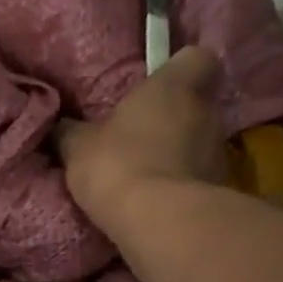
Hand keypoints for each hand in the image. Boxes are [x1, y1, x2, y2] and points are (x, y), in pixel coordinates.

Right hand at [57, 46, 228, 232]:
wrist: (158, 222)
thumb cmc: (118, 164)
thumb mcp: (79, 146)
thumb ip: (73, 131)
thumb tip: (62, 127)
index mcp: (173, 88)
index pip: (197, 59)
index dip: (180, 68)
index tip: (160, 83)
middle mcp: (206, 114)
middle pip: (196, 106)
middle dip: (172, 119)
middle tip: (140, 135)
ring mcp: (219, 155)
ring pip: (199, 145)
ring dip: (177, 155)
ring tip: (146, 175)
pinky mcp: (220, 192)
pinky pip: (198, 180)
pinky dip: (181, 187)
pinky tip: (156, 203)